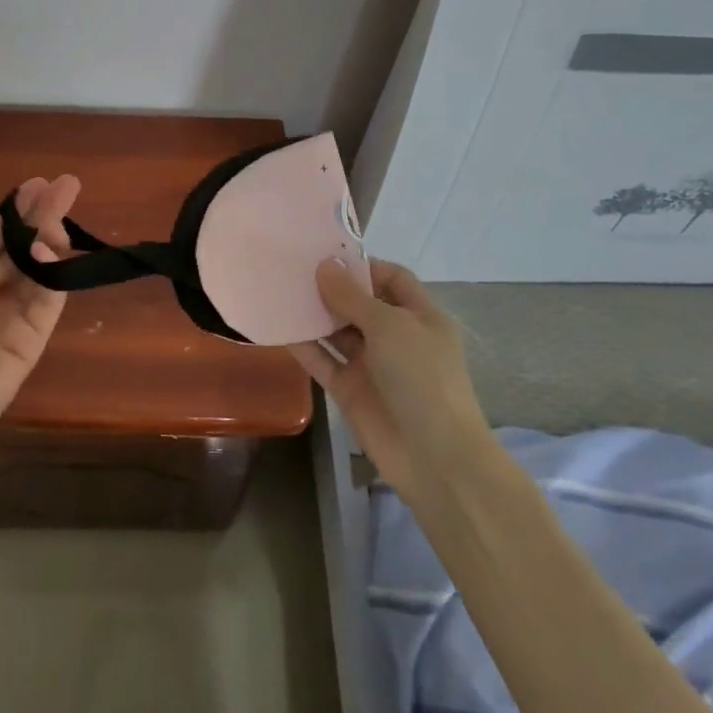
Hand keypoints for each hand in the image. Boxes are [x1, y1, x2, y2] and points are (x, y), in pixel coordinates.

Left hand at [0, 174, 81, 481]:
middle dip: (42, 218)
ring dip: (50, 242)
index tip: (38, 185)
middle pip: (20, 249)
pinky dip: (53, 277)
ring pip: (38, 272)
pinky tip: (49, 253)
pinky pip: (46, 304)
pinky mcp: (30, 345)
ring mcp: (8, 320)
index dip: (14, 212)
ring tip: (60, 218)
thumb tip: (10, 259)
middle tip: (68, 186)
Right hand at [290, 257, 497, 508]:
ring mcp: (371, 364)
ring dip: (313, 315)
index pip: (391, 277)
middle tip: (292, 269)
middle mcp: (395, 336)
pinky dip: (303, 346)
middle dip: (330, 287)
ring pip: (337, 331)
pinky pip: (323, 361)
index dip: (362, 265)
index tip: (325, 255)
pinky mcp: (350, 389)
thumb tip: (324, 266)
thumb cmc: (422, 378)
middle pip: (359, 302)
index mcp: (419, 315)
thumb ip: (352, 297)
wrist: (434, 457)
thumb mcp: (390, 327)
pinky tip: (278, 327)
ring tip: (279, 291)